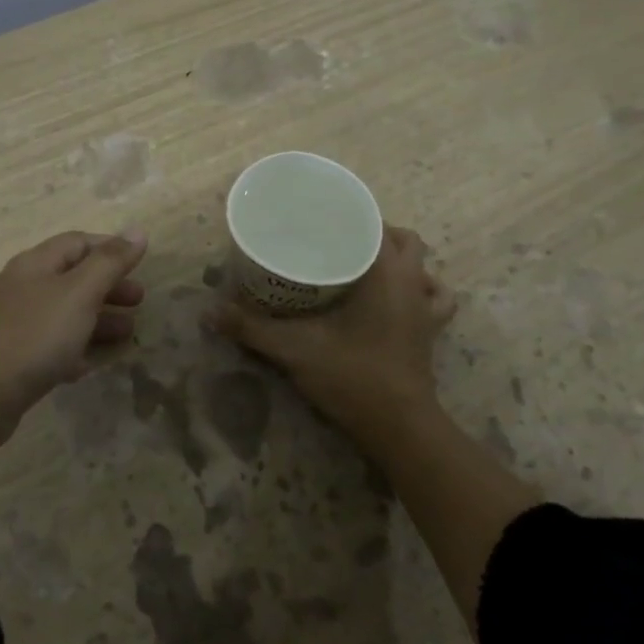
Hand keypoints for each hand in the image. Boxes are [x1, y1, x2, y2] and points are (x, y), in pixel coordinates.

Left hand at [0, 228, 148, 433]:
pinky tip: (98, 362)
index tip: (141, 264)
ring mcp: (20, 324)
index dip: (110, 249)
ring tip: (129, 333)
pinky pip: (56, 345)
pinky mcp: (18, 358)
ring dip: (101, 319)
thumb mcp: (79, 293)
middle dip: (110, 286)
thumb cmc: (36, 334)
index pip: (78, 243)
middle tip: (140, 301)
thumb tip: (138, 231)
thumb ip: (110, 262)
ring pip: (68, 313)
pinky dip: (80, 348)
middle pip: (74, 278)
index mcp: (37, 264)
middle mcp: (25, 288)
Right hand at [207, 225, 455, 437]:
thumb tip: (208, 312)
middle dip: (374, 234)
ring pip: (423, 266)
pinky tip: (399, 299)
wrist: (398, 427)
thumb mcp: (294, 349)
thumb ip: (251, 328)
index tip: (323, 218)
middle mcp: (412, 283)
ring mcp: (426, 309)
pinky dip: (422, 291)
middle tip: (337, 243)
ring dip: (400, 260)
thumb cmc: (352, 376)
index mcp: (386, 273)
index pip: (375, 225)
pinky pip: (435, 299)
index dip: (350, 215)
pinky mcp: (430, 333)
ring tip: (367, 266)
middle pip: (403, 240)